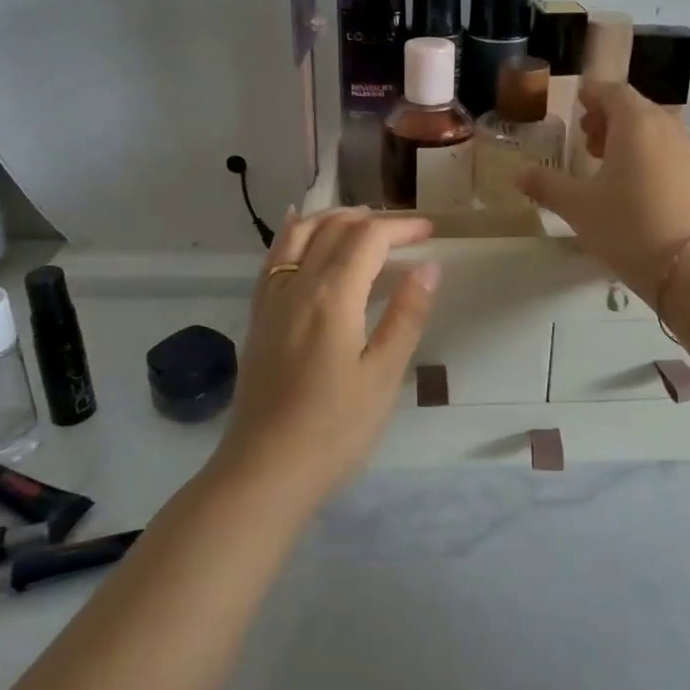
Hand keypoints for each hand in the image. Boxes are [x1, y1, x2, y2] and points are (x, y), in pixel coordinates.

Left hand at [215, 208, 440, 505]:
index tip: (430, 232)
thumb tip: (429, 266)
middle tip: (406, 232)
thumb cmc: (334, 430)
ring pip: (299, 234)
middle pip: (334, 228)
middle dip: (373, 220)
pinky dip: (293, 233)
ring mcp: (271, 299)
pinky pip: (274, 257)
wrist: (264, 471)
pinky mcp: (258, 317)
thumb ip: (406, 316)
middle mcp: (297, 285)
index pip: (368, 238)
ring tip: (360, 220)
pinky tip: (299, 228)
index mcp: (332, 296)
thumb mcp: (383, 376)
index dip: (402, 228)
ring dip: (332, 218)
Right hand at [517, 80, 689, 306]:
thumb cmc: (628, 226)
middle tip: (586, 139)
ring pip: (655, 130)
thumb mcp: (578, 207)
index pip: (613, 92)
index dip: (592, 94)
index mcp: (636, 124)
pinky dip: (649, 155)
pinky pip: (670, 152)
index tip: (577, 102)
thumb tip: (519, 175)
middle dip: (609, 117)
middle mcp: (667, 128)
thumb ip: (547, 186)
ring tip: (608, 165)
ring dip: (629, 138)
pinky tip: (636, 187)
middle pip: (636, 108)